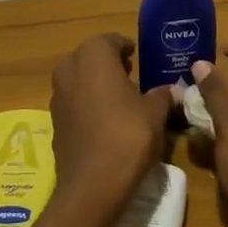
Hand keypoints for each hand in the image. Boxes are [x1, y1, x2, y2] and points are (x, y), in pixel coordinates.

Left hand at [49, 34, 176, 208]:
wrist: (92, 185)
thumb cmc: (127, 136)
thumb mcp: (155, 113)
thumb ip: (163, 95)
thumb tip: (173, 89)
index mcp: (93, 56)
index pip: (111, 41)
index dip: (126, 47)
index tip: (138, 56)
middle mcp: (70, 68)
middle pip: (91, 57)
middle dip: (109, 64)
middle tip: (131, 75)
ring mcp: (57, 95)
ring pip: (79, 79)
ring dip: (96, 84)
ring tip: (120, 99)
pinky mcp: (54, 121)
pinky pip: (74, 102)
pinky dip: (87, 104)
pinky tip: (105, 121)